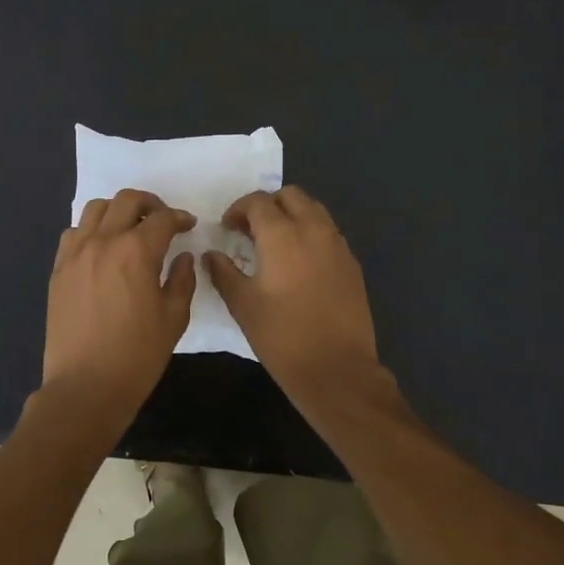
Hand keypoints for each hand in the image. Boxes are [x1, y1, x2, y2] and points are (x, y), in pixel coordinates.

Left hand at [41, 189, 196, 428]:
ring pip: (96, 208)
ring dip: (118, 211)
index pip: (163, 219)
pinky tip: (102, 249)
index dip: (180, 218)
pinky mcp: (59, 269)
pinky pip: (73, 233)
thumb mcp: (174, 318)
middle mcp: (103, 241)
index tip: (188, 226)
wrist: (85, 386)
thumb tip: (183, 257)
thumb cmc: (137, 355)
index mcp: (137, 252)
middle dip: (150, 204)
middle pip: (127, 200)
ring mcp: (76, 253)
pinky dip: (91, 230)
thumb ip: (182, 280)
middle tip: (162, 220)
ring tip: (130, 228)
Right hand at [203, 186, 384, 402]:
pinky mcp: (352, 263)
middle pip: (291, 196)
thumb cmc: (282, 336)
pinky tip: (299, 262)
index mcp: (283, 235)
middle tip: (250, 230)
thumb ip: (223, 273)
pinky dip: (311, 233)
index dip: (238, 209)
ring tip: (275, 242)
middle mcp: (314, 230)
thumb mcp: (243, 305)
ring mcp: (338, 245)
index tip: (227, 227)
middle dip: (268, 205)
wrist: (336, 368)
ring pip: (314, 210)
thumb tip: (211, 255)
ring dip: (292, 215)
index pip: (258, 202)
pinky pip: (328, 232)